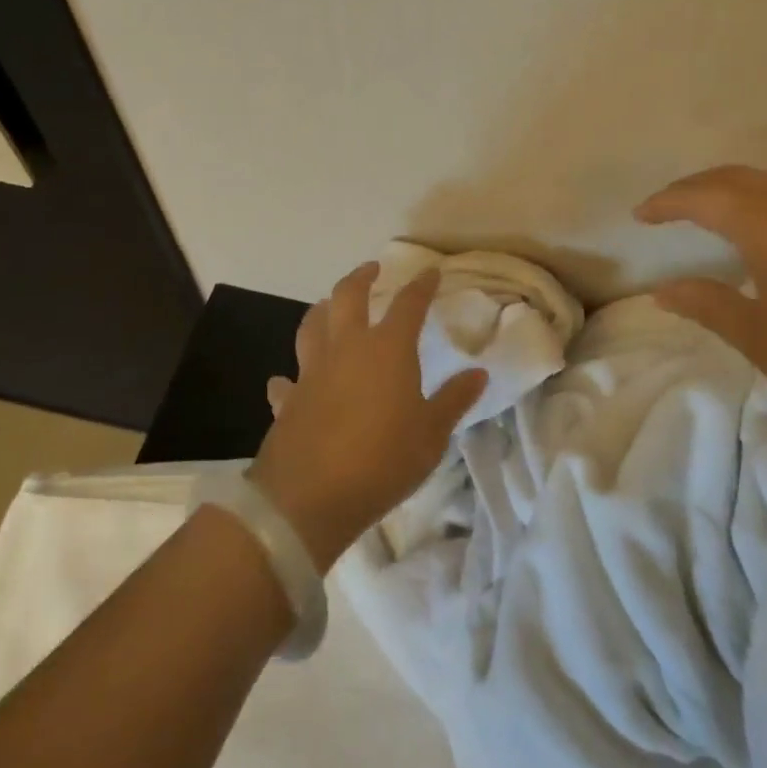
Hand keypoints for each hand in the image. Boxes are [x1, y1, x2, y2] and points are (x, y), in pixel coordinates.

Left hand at [251, 262, 484, 567]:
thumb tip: (478, 373)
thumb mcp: (431, 435)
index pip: (408, 304)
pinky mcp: (288, 399)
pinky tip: (289, 381)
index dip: (421, 286)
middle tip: (371, 269)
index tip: (430, 272)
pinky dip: (290, 377)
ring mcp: (312, 372)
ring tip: (330, 306)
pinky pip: (288, 380)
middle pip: (348, 297)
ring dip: (322, 310)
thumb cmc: (382, 461)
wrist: (309, 498)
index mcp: (387, 350)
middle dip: (361, 277)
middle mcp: (346, 348)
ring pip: (312, 325)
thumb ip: (454, 400)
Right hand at [636, 165, 766, 446]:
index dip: (667, 202)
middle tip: (668, 208)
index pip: (704, 196)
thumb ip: (709, 304)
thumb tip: (664, 289)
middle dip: (698, 188)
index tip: (640, 214)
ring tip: (713, 222)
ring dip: (736, 196)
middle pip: (740, 179)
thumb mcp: (761, 338)